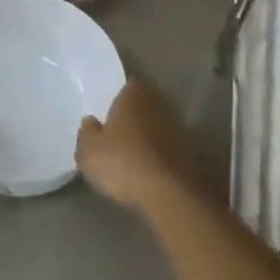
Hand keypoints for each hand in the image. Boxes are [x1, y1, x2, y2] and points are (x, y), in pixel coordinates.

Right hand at [76, 79, 203, 213]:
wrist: (171, 194)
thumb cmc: (123, 162)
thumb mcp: (89, 152)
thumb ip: (87, 133)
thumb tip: (90, 122)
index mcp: (134, 93)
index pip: (126, 85)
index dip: (117, 97)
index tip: (107, 112)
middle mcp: (159, 103)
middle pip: (143, 105)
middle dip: (133, 117)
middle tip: (117, 133)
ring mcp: (179, 128)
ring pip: (157, 126)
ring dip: (148, 137)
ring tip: (132, 155)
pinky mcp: (191, 153)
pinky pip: (168, 148)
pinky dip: (159, 156)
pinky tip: (148, 171)